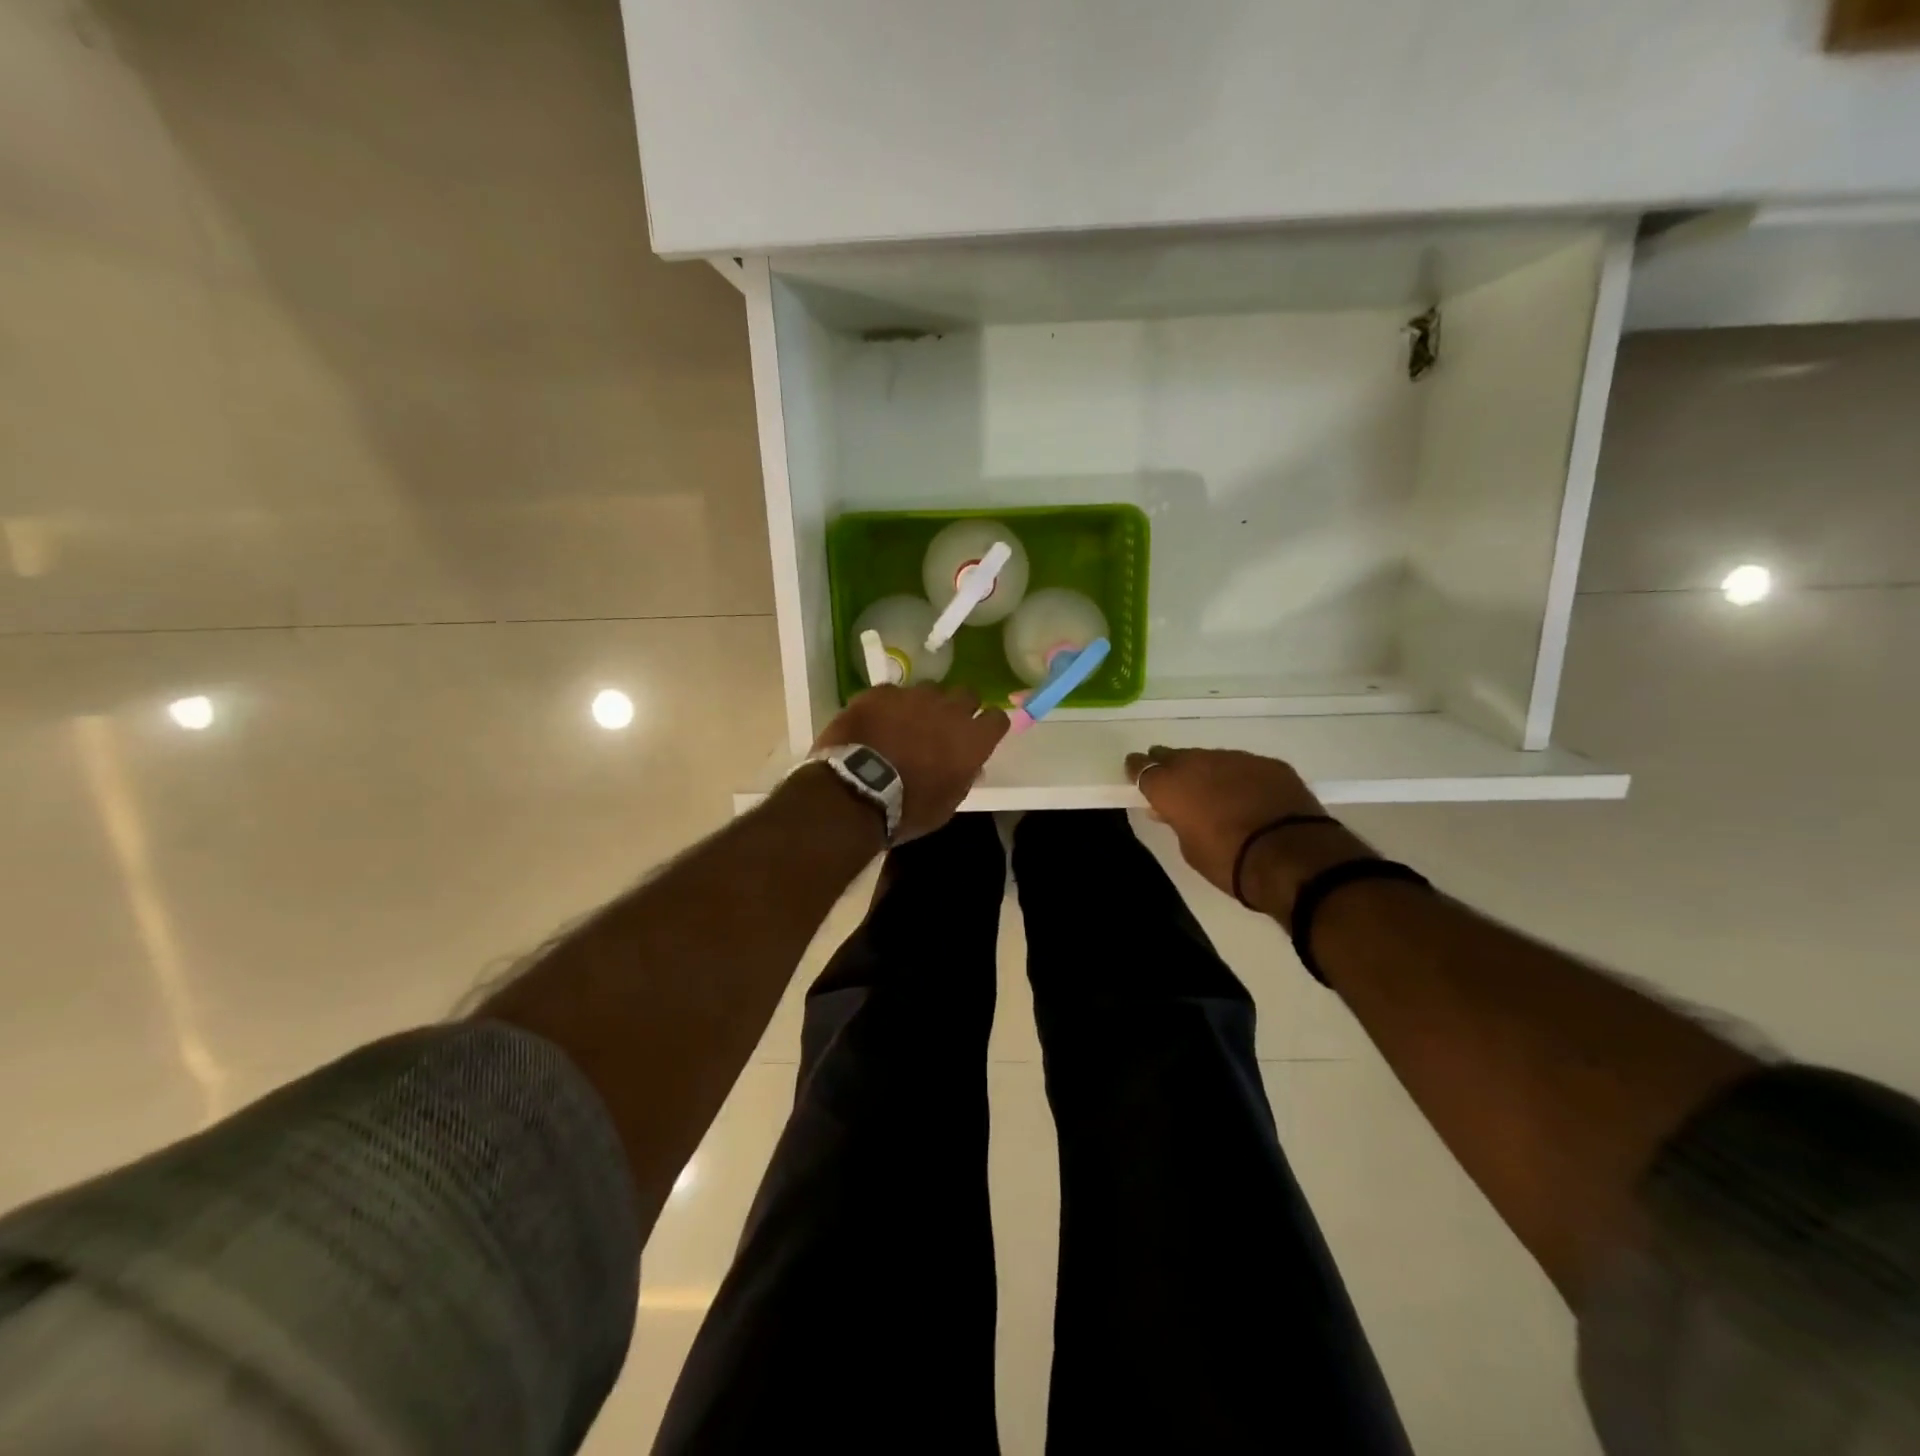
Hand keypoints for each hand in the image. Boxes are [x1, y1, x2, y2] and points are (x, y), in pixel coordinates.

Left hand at [814, 685, 1008, 842]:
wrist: (856, 792)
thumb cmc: (908, 808)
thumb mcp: (946, 804)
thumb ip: (963, 777)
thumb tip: (971, 766)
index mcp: (972, 739)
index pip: (997, 718)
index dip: (989, 725)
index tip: (980, 734)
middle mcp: (950, 710)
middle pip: (967, 694)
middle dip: (959, 707)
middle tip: (943, 726)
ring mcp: (914, 696)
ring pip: (929, 689)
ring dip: (924, 704)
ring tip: (906, 723)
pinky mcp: (881, 692)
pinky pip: (893, 693)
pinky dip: (889, 705)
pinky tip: (876, 723)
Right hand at [1125, 746, 1370, 910]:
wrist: (1291, 856)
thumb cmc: (1228, 861)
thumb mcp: (1190, 848)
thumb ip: (1177, 821)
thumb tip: (1171, 810)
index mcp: (1170, 785)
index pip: (1142, 768)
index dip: (1138, 770)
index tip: (1136, 772)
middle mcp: (1198, 763)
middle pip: (1175, 756)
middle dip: (1170, 765)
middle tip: (1173, 780)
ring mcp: (1235, 758)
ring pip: (1211, 758)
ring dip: (1207, 771)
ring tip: (1214, 791)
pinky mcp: (1268, 763)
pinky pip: (1244, 766)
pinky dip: (1240, 777)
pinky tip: (1248, 794)